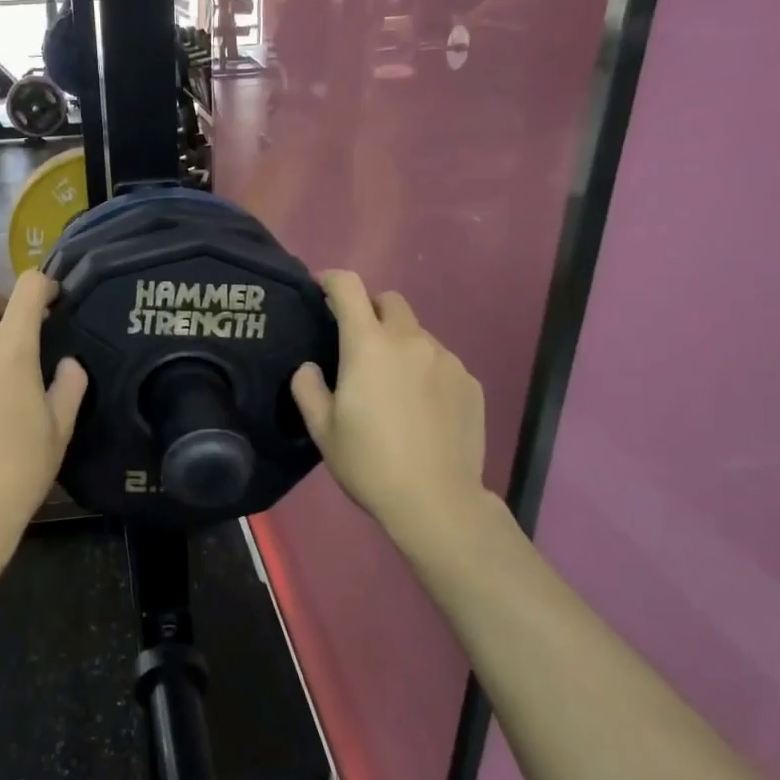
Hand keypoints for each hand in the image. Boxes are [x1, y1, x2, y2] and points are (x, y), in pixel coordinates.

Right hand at [290, 271, 492, 562]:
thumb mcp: (323, 430)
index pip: (349, 288)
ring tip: (392, 385)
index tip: (322, 288)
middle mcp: (410, 340)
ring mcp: (446, 359)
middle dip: (370, 310)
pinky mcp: (470, 381)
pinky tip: (421, 406)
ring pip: (417, 333)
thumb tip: (310, 368)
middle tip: (357, 343)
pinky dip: (425, 369)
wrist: (436, 500)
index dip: (332, 279)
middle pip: (390, 301)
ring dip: (399, 344)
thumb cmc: (370, 463)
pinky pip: (440, 361)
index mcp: (369, 346)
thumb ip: (309, 389)